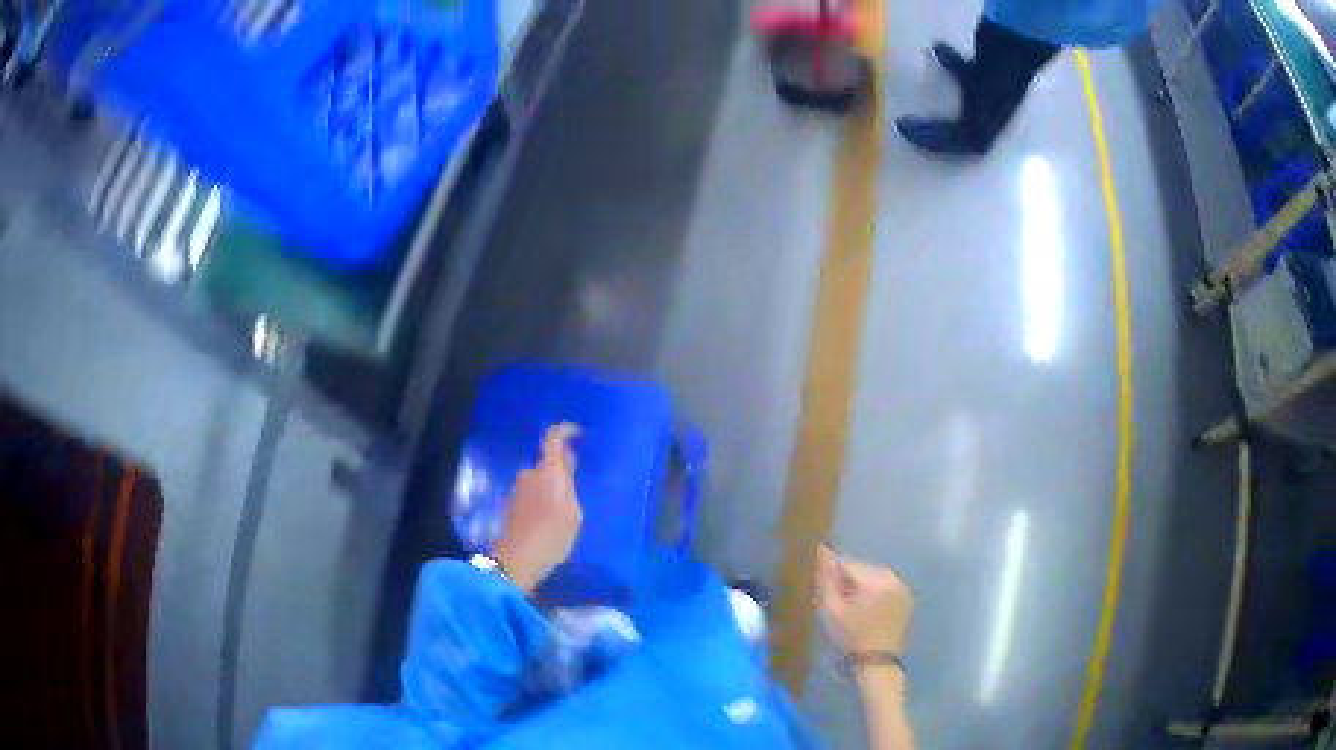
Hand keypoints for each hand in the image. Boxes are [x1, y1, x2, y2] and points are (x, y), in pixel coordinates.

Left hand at [492, 423, 582, 592]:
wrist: (517, 559)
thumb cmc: (552, 535)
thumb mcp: (573, 512)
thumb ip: (570, 485)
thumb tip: (566, 464)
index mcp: (547, 471)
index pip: (554, 437)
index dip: (566, 430)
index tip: (579, 433)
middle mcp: (529, 474)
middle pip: (548, 461)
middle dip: (562, 468)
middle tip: (578, 485)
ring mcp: (518, 489)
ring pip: (540, 479)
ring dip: (551, 486)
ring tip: (566, 509)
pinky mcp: (512, 504)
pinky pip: (532, 492)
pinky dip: (542, 498)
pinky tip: (550, 519)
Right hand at [816, 545, 913, 655]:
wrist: (877, 661)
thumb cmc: (851, 636)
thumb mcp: (832, 610)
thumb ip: (826, 579)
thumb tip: (822, 550)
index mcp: (875, 580)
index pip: (848, 562)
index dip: (833, 574)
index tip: (825, 590)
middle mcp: (892, 577)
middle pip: (862, 567)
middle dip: (849, 579)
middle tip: (838, 599)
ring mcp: (903, 586)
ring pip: (874, 575)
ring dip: (862, 584)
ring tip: (853, 604)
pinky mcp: (907, 596)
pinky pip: (886, 585)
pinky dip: (875, 591)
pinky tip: (868, 608)